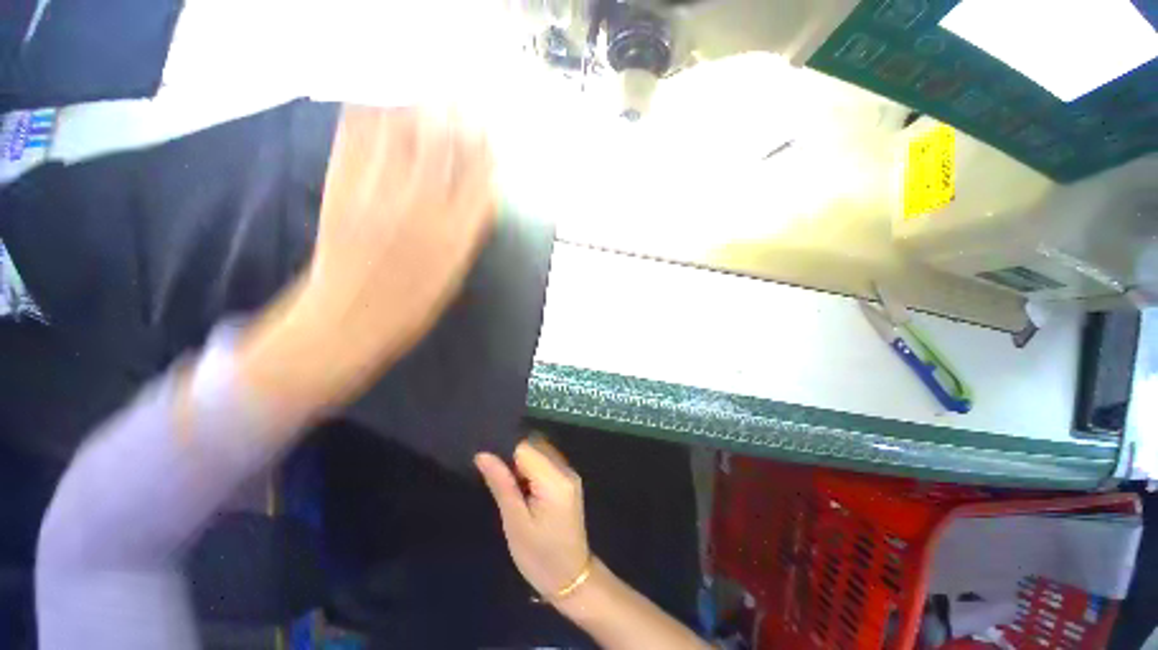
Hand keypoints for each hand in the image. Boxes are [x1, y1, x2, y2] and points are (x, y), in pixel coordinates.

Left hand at [302, 104, 495, 359]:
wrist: (346, 320)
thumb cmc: (409, 307)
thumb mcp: (453, 276)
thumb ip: (467, 234)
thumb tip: (481, 197)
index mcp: (454, 237)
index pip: (479, 180)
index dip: (485, 150)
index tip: (488, 130)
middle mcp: (422, 208)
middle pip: (445, 146)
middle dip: (456, 116)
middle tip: (460, 95)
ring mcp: (378, 192)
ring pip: (403, 132)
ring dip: (418, 105)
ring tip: (425, 92)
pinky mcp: (341, 186)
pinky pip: (357, 135)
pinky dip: (371, 111)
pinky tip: (380, 100)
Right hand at [476, 438, 591, 600]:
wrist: (570, 577)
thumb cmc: (538, 556)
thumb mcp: (515, 522)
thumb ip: (501, 483)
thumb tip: (483, 454)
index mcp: (555, 480)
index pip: (526, 448)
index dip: (506, 453)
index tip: (489, 465)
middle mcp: (566, 470)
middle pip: (535, 445)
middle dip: (514, 457)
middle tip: (498, 479)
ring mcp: (570, 474)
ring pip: (541, 451)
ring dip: (523, 462)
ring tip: (509, 485)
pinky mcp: (569, 480)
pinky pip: (548, 462)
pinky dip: (533, 468)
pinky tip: (524, 487)